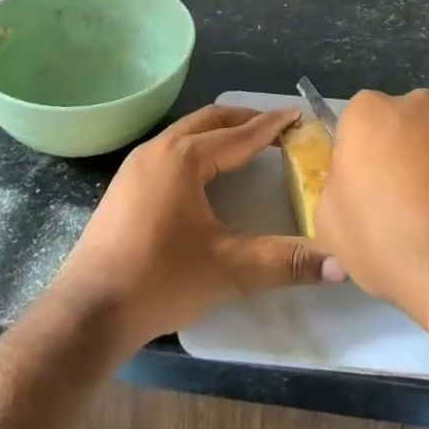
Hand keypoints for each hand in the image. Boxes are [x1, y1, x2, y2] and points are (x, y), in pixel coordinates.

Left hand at [53, 105, 343, 350]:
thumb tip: (339, 265)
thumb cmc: (161, 278)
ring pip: (186, 133)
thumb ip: (284, 262)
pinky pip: (170, 150)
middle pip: (210, 120)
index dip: (272, 126)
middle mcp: (159, 149)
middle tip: (276, 127)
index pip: (240, 134)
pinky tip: (205, 174)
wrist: (89, 311)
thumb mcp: (229, 268)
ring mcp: (137, 165)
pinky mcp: (125, 185)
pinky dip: (197, 148)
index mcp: (185, 157)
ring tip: (245, 143)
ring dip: (218, 132)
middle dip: (245, 120)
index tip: (297, 117)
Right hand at [315, 88, 428, 320]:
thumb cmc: (390, 244)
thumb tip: (351, 189)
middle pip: (407, 124)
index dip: (363, 159)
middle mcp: (421, 102)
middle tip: (412, 203)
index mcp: (370, 112)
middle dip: (408, 152)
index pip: (359, 126)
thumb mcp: (331, 227)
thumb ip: (335, 191)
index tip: (370, 193)